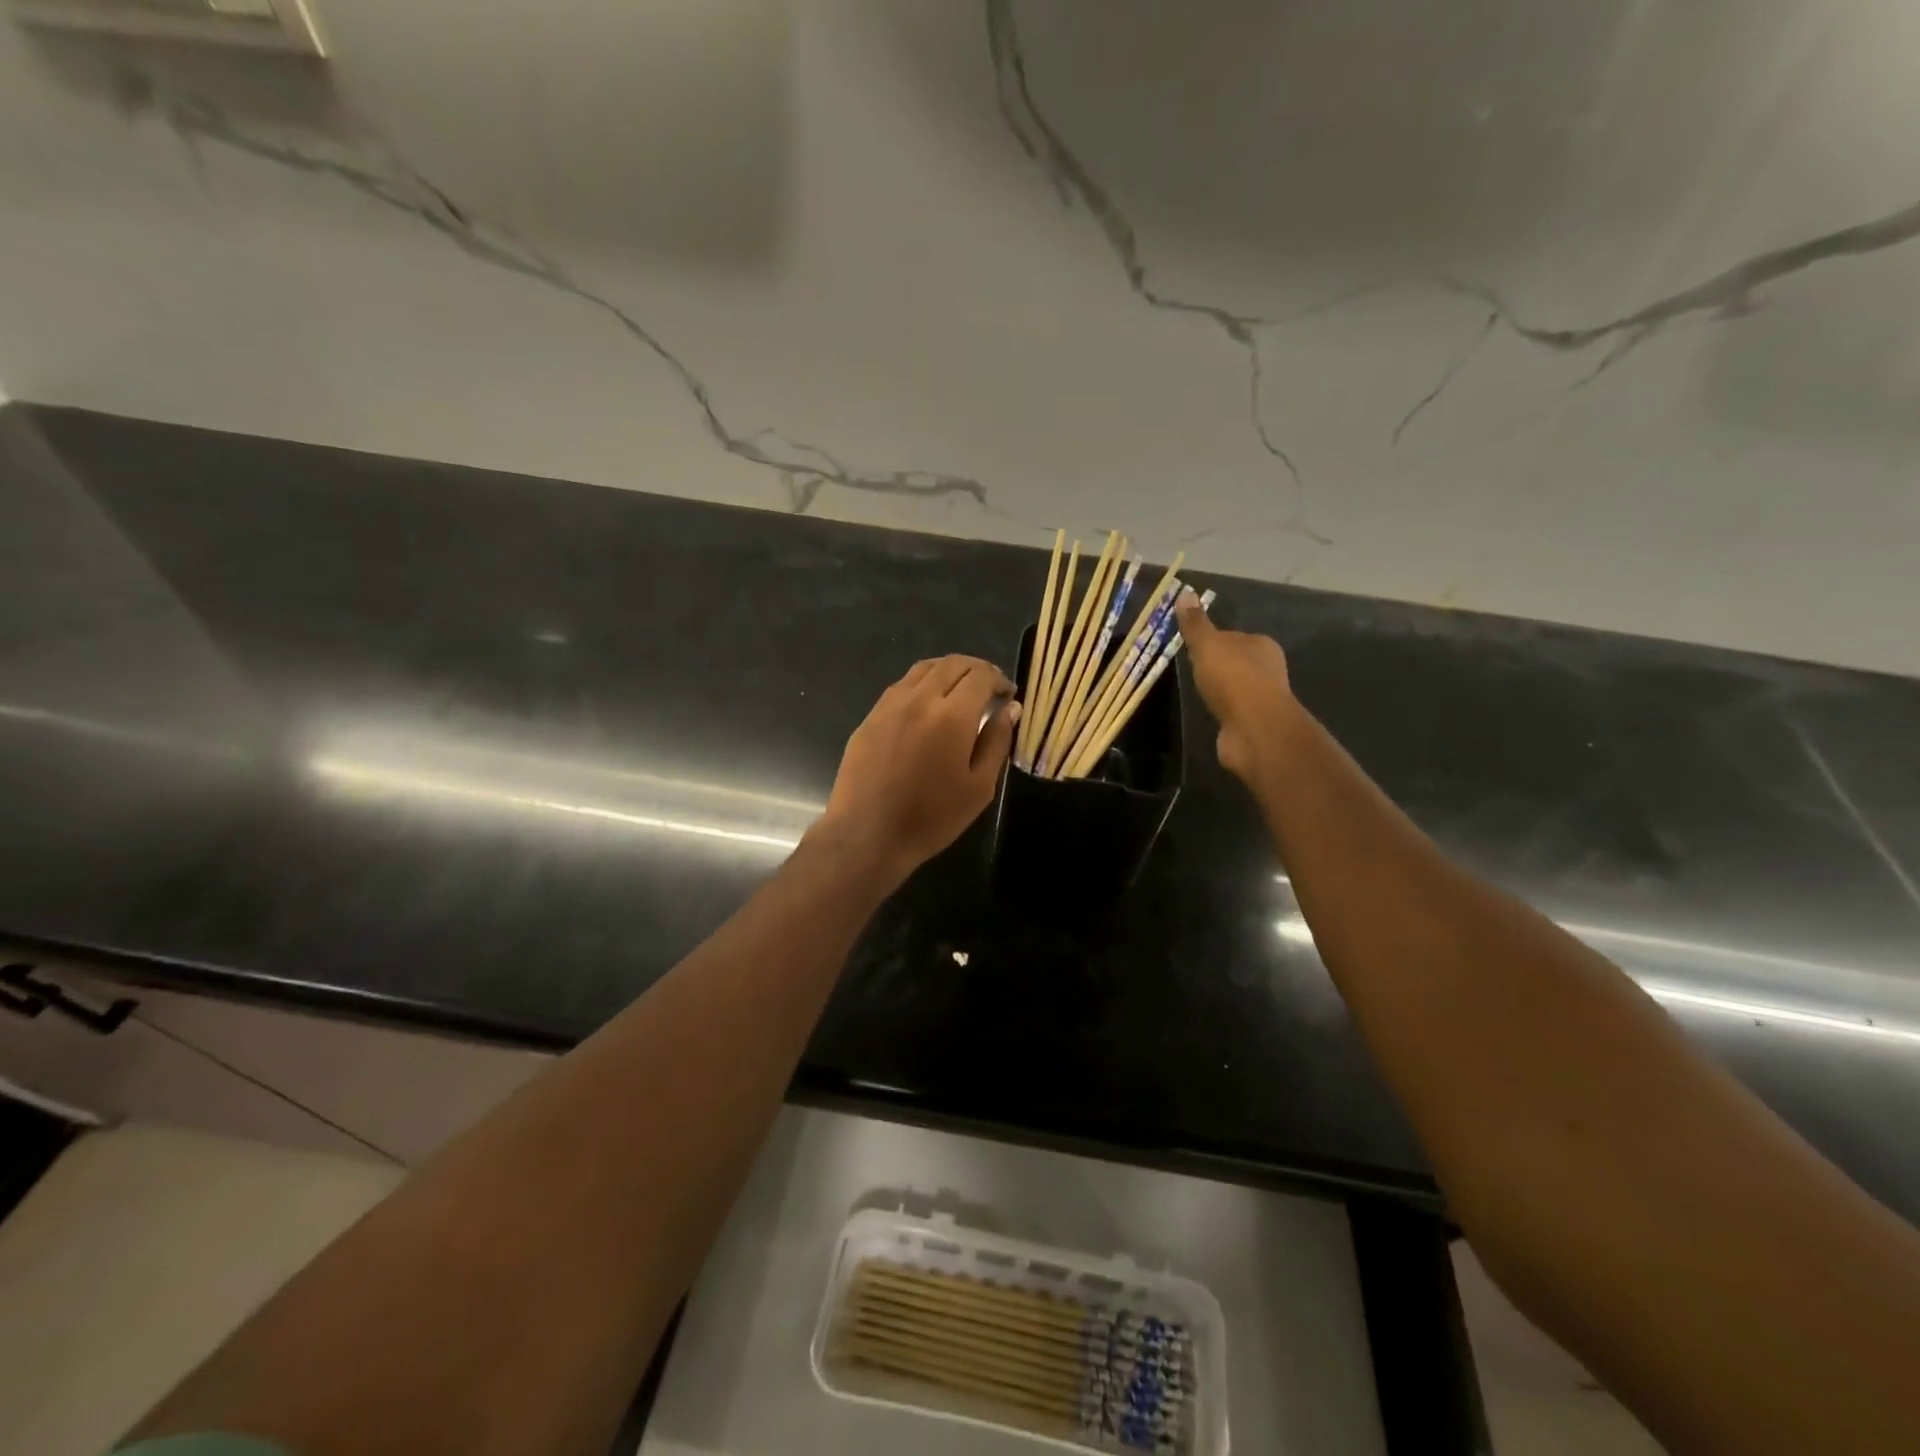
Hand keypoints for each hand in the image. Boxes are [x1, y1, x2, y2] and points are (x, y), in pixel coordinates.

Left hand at [817, 655, 1019, 882]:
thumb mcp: (979, 787)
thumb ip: (997, 741)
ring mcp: (890, 705)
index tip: (1008, 695)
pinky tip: (928, 705)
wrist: (868, 834)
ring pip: (924, 669)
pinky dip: (923, 683)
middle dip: (977, 669)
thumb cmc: (932, 817)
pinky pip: (902, 686)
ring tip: (961, 690)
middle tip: (989, 688)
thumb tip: (1011, 708)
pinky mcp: (871, 716)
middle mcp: (920, 699)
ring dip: (949, 671)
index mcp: (951, 715)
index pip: (980, 676)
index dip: (999, 680)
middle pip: (953, 664)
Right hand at [1176, 592, 1294, 785]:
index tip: (1191, 648)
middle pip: (1235, 661)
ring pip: (1235, 687)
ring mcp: (1262, 698)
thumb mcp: (1207, 645)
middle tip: (1191, 671)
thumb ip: (1195, 624)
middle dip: (1216, 666)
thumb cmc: (1232, 678)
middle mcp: (1267, 668)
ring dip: (1219, 690)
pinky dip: (1222, 711)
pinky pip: (1233, 711)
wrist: (1254, 728)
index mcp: (1261, 644)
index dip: (1212, 641)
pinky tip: (1210, 713)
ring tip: (1197, 693)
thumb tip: (1185, 592)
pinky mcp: (1254, 722)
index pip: (1232, 636)